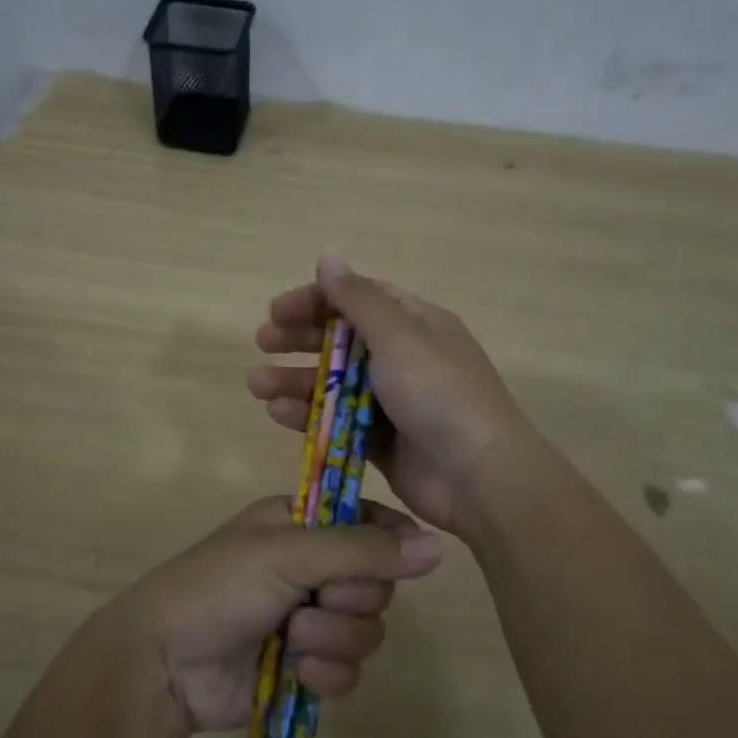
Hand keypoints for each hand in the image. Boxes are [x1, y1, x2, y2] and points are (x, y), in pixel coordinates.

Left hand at [111, 495, 444, 734]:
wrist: (164, 663)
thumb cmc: (219, 587)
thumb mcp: (288, 553)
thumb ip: (362, 548)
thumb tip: (438, 545)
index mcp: (301, 523)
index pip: (368, 520)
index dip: (390, 540)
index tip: (404, 558)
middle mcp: (310, 567)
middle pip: (376, 581)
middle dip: (352, 598)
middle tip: (317, 600)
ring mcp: (308, 619)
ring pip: (367, 629)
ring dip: (335, 638)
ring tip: (292, 639)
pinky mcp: (305, 667)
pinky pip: (349, 670)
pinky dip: (329, 674)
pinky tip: (300, 674)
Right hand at [247, 257, 539, 533]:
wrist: (480, 477)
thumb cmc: (439, 394)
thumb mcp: (399, 337)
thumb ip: (359, 300)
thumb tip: (328, 259)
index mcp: (416, 325)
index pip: (359, 299)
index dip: (316, 300)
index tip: (277, 310)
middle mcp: (405, 359)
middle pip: (342, 340)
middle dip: (300, 339)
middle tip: (263, 342)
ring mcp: (394, 402)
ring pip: (335, 383)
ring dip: (295, 380)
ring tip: (257, 384)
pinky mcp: (383, 441)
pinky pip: (339, 421)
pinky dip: (310, 416)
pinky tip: (279, 414)